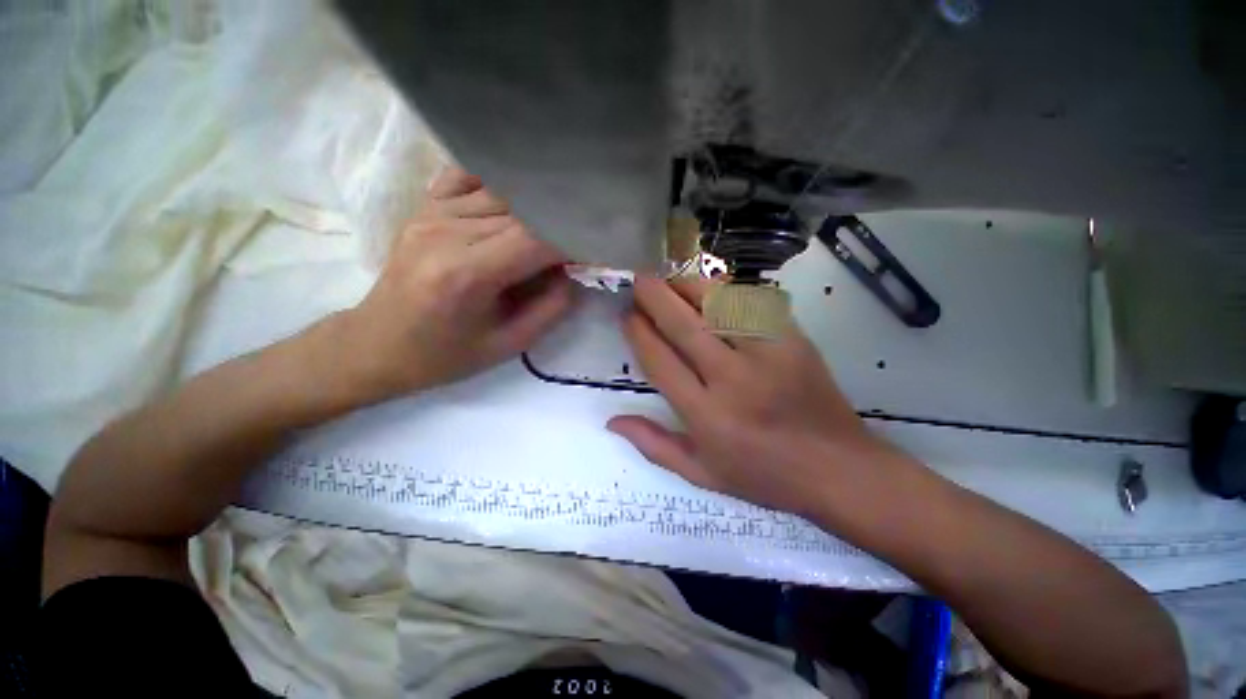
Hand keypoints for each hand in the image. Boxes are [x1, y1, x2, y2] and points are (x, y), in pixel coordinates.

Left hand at [339, 167, 573, 401]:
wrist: (375, 345)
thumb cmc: (444, 355)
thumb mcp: (508, 346)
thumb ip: (551, 308)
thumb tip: (574, 273)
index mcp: (467, 274)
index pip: (536, 239)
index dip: (573, 240)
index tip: (594, 250)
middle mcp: (447, 232)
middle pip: (523, 212)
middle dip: (559, 225)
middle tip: (578, 243)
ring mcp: (431, 214)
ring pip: (502, 193)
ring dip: (535, 210)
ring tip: (552, 229)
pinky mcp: (422, 208)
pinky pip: (468, 178)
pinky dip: (499, 186)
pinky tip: (513, 205)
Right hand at [608, 276, 900, 517]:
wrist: (839, 469)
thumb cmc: (764, 476)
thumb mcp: (702, 474)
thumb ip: (654, 445)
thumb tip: (612, 420)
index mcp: (706, 415)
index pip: (660, 361)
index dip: (638, 332)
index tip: (626, 316)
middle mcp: (733, 380)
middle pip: (684, 325)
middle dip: (655, 297)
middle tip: (638, 280)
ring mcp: (767, 355)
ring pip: (718, 305)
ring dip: (688, 286)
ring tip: (670, 280)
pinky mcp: (793, 340)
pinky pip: (752, 303)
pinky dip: (726, 290)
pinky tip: (710, 288)